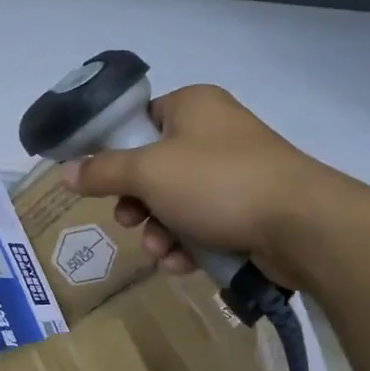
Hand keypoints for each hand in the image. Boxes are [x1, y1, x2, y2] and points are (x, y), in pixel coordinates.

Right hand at [63, 84, 357, 286]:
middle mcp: (214, 132)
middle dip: (136, 203)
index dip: (115, 150)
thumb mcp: (147, 173)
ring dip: (159, 230)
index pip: (139, 120)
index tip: (99, 179)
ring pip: (176, 200)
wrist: (303, 225)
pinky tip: (182, 264)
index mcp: (192, 106)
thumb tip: (66, 171)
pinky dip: (187, 243)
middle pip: (153, 166)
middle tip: (129, 221)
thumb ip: (103, 171)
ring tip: (160, 251)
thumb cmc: (218, 182)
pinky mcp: (250, 207)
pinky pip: (203, 222)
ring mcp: (235, 171)